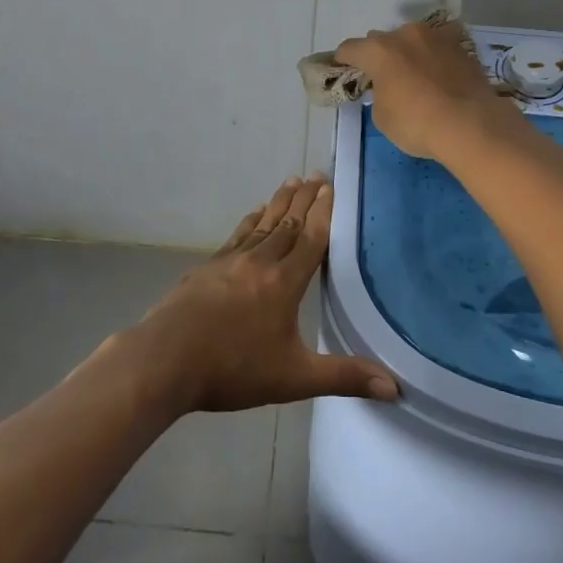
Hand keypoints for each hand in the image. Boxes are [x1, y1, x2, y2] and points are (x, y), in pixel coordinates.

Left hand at [131, 176, 398, 413]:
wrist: (166, 360)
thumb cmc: (233, 368)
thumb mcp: (294, 378)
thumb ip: (343, 377)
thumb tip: (395, 388)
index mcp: (284, 283)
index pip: (311, 239)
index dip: (324, 212)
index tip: (331, 187)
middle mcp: (260, 262)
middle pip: (287, 223)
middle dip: (304, 199)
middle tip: (316, 175)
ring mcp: (230, 261)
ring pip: (262, 224)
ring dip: (279, 202)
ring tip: (291, 182)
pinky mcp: (207, 267)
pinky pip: (237, 235)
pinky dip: (251, 221)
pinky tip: (254, 214)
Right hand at [334, 18, 513, 159]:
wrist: (471, 125)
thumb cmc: (417, 123)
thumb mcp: (382, 116)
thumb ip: (379, 93)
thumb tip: (389, 87)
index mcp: (378, 50)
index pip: (349, 49)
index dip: (342, 61)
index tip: (342, 71)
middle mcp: (405, 34)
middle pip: (381, 40)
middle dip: (378, 56)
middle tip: (381, 77)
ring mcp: (436, 36)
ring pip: (412, 39)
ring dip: (408, 52)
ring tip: (414, 74)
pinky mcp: (462, 46)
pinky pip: (439, 46)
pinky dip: (434, 56)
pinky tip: (438, 73)